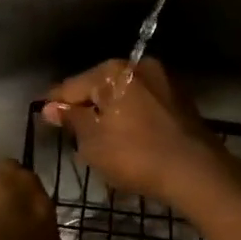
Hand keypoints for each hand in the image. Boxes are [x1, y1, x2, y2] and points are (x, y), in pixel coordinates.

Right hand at [42, 59, 234, 206]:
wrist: (197, 172)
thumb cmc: (135, 155)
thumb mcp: (93, 141)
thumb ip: (72, 120)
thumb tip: (50, 107)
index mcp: (114, 71)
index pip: (72, 85)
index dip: (55, 103)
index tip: (43, 116)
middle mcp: (140, 67)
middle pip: (100, 87)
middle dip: (85, 107)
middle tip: (71, 132)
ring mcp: (164, 83)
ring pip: (124, 96)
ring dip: (110, 114)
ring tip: (98, 140)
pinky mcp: (181, 102)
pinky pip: (144, 107)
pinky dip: (132, 119)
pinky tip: (126, 139)